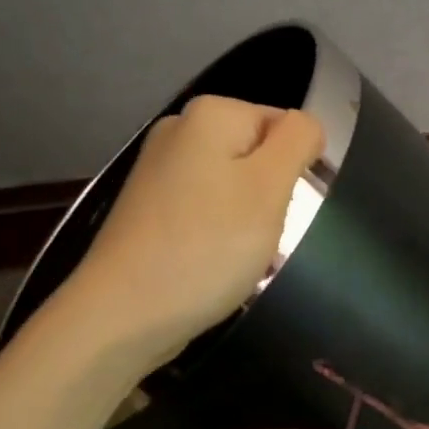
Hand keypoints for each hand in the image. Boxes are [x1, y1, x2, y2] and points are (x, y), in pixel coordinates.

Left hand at [64, 95, 324, 371]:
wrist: (123, 314)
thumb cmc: (207, 247)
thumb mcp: (270, 188)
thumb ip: (298, 141)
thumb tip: (306, 125)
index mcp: (210, 114)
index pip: (285, 125)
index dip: (296, 168)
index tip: (283, 209)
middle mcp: (179, 131)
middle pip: (257, 156)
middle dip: (272, 195)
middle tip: (263, 236)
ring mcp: (158, 172)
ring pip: (234, 188)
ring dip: (249, 221)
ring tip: (239, 257)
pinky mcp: (148, 210)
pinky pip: (205, 212)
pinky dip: (218, 236)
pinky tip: (213, 265)